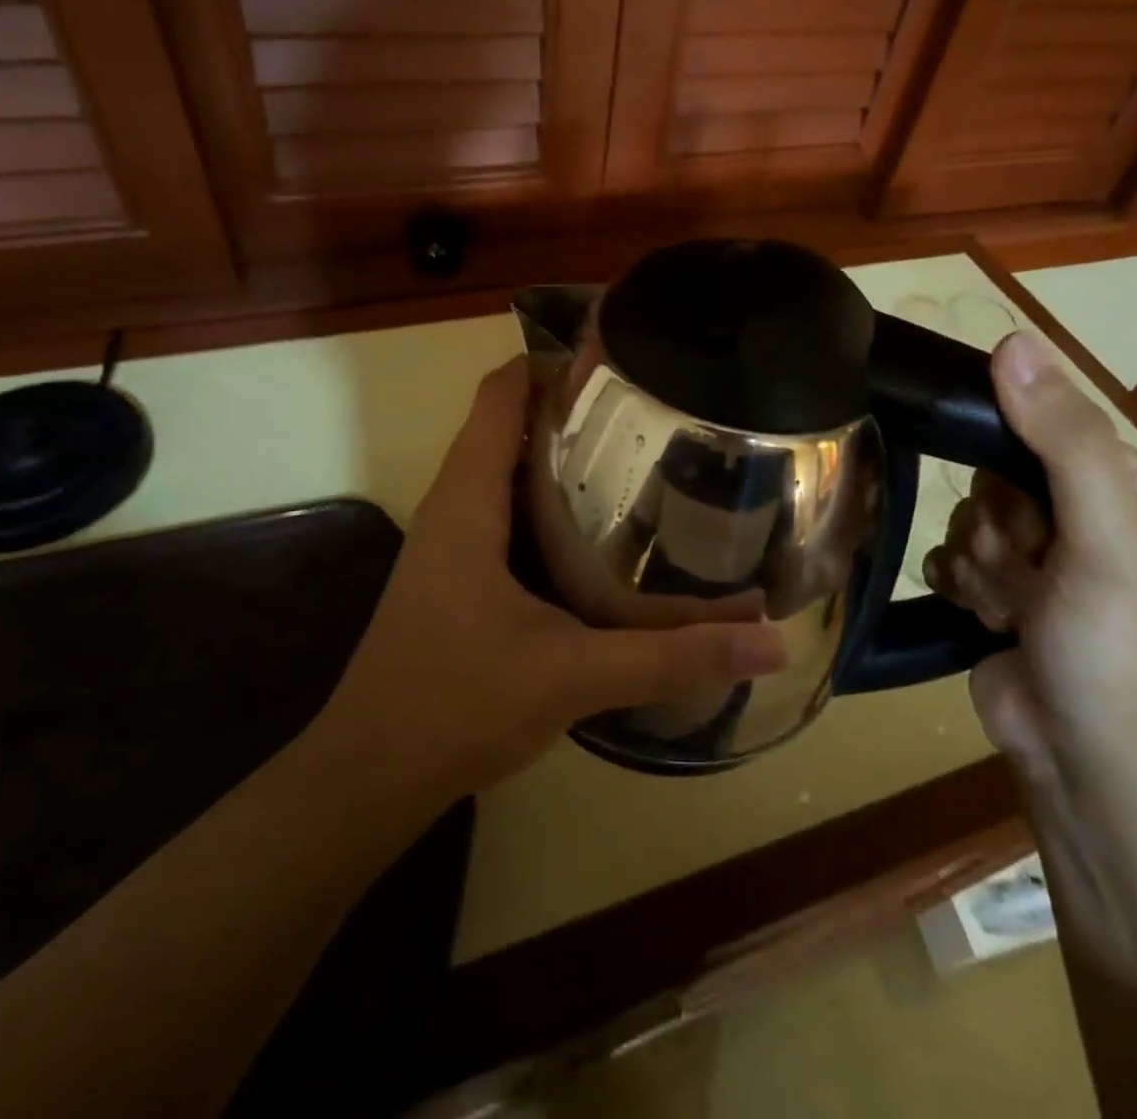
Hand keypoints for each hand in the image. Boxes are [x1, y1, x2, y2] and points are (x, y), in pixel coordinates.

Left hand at [320, 357, 787, 799]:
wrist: (368, 778)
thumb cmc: (455, 704)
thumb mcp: (573, 675)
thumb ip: (671, 657)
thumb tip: (768, 640)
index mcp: (467, 501)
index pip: (500, 394)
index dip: (550, 362)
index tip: (617, 359)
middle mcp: (453, 508)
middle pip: (507, 426)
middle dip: (571, 409)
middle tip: (648, 411)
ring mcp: (450, 545)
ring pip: (506, 473)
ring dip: (559, 458)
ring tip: (635, 458)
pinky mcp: (457, 579)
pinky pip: (505, 516)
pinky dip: (548, 506)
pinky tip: (598, 536)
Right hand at [923, 331, 1136, 793]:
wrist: (1094, 773)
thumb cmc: (1119, 650)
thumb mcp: (1106, 535)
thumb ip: (1062, 437)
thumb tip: (1012, 338)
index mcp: (1132, 489)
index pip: (1043, 431)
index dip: (1018, 468)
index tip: (1029, 518)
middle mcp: (1086, 517)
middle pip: (995, 477)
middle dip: (1000, 528)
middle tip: (1032, 576)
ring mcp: (1040, 560)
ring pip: (968, 518)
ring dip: (982, 565)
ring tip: (1014, 610)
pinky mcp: (999, 596)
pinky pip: (950, 557)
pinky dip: (960, 585)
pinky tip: (984, 618)